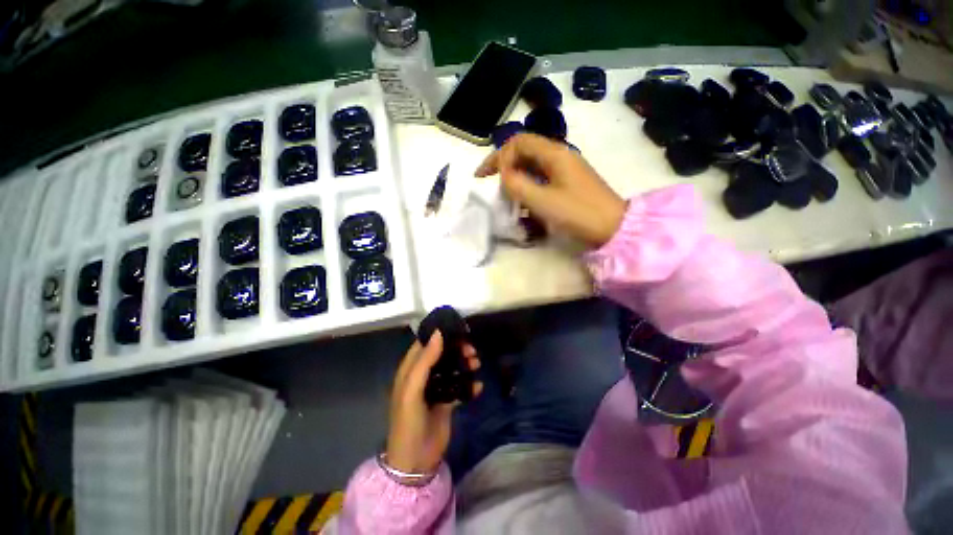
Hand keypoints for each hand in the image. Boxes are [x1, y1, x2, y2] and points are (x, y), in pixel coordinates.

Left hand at [385, 331, 481, 473]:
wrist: (416, 462)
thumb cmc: (408, 422)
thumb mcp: (412, 390)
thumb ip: (425, 361)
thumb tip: (439, 333)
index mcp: (411, 369)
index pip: (425, 343)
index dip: (440, 334)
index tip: (458, 329)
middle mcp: (424, 375)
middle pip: (443, 354)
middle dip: (457, 349)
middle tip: (471, 351)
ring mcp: (437, 388)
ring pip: (453, 367)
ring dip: (466, 363)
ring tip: (477, 364)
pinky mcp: (447, 401)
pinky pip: (461, 386)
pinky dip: (470, 384)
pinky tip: (478, 387)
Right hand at [475, 133, 625, 247]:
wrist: (613, 228)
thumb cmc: (578, 213)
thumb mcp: (543, 201)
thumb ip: (518, 185)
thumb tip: (503, 175)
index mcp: (554, 154)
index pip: (518, 142)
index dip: (498, 156)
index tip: (486, 177)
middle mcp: (559, 156)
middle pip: (524, 152)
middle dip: (503, 166)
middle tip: (488, 183)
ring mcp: (564, 170)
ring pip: (531, 167)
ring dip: (514, 178)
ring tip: (503, 196)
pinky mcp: (566, 184)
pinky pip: (540, 180)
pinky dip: (527, 188)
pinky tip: (522, 204)